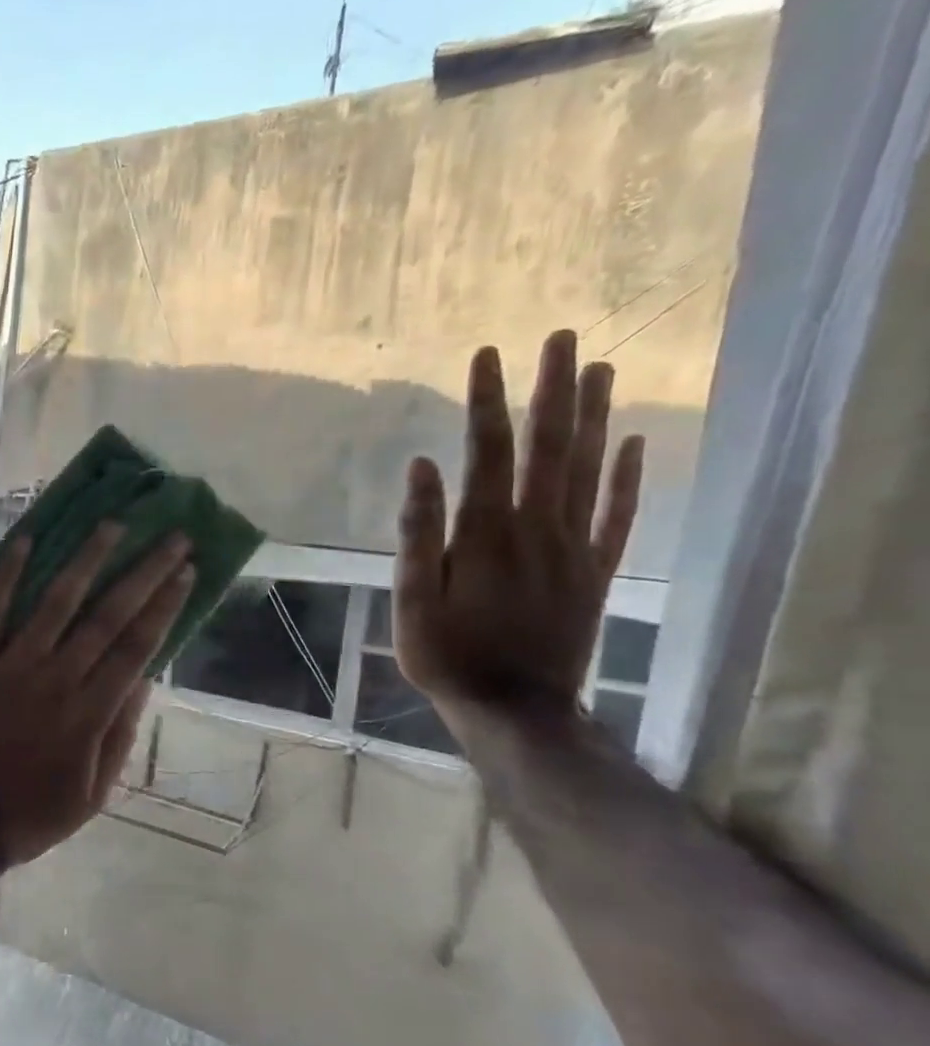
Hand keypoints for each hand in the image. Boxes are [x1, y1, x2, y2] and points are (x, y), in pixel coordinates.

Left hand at [0, 524, 194, 869]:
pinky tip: (25, 540)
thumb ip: (119, 735)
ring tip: (111, 525)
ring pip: (55, 602)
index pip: (138, 646)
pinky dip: (7, 574)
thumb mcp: (91, 795)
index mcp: (89, 713)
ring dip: (87, 559)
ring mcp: (8, 667)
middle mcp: (55, 680)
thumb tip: (146, 678)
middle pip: (108, 615)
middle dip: (143, 571)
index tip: (186, 570)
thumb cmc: (27, 818)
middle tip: (170, 536)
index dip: (166, 604)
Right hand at [395, 330, 644, 715]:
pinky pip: (619, 515)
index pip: (489, 451)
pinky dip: (629, 477)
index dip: (488, 400)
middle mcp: (537, 527)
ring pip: (589, 469)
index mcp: (486, 533)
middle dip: (553, 389)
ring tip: (600, 368)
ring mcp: (574, 548)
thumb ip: (419, 533)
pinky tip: (633, 443)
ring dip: (593, 417)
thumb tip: (422, 467)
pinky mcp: (595, 571)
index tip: (487, 355)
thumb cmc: (447, 655)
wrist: (514, 708)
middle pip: (550, 446)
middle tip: (562, 337)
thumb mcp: (412, 599)